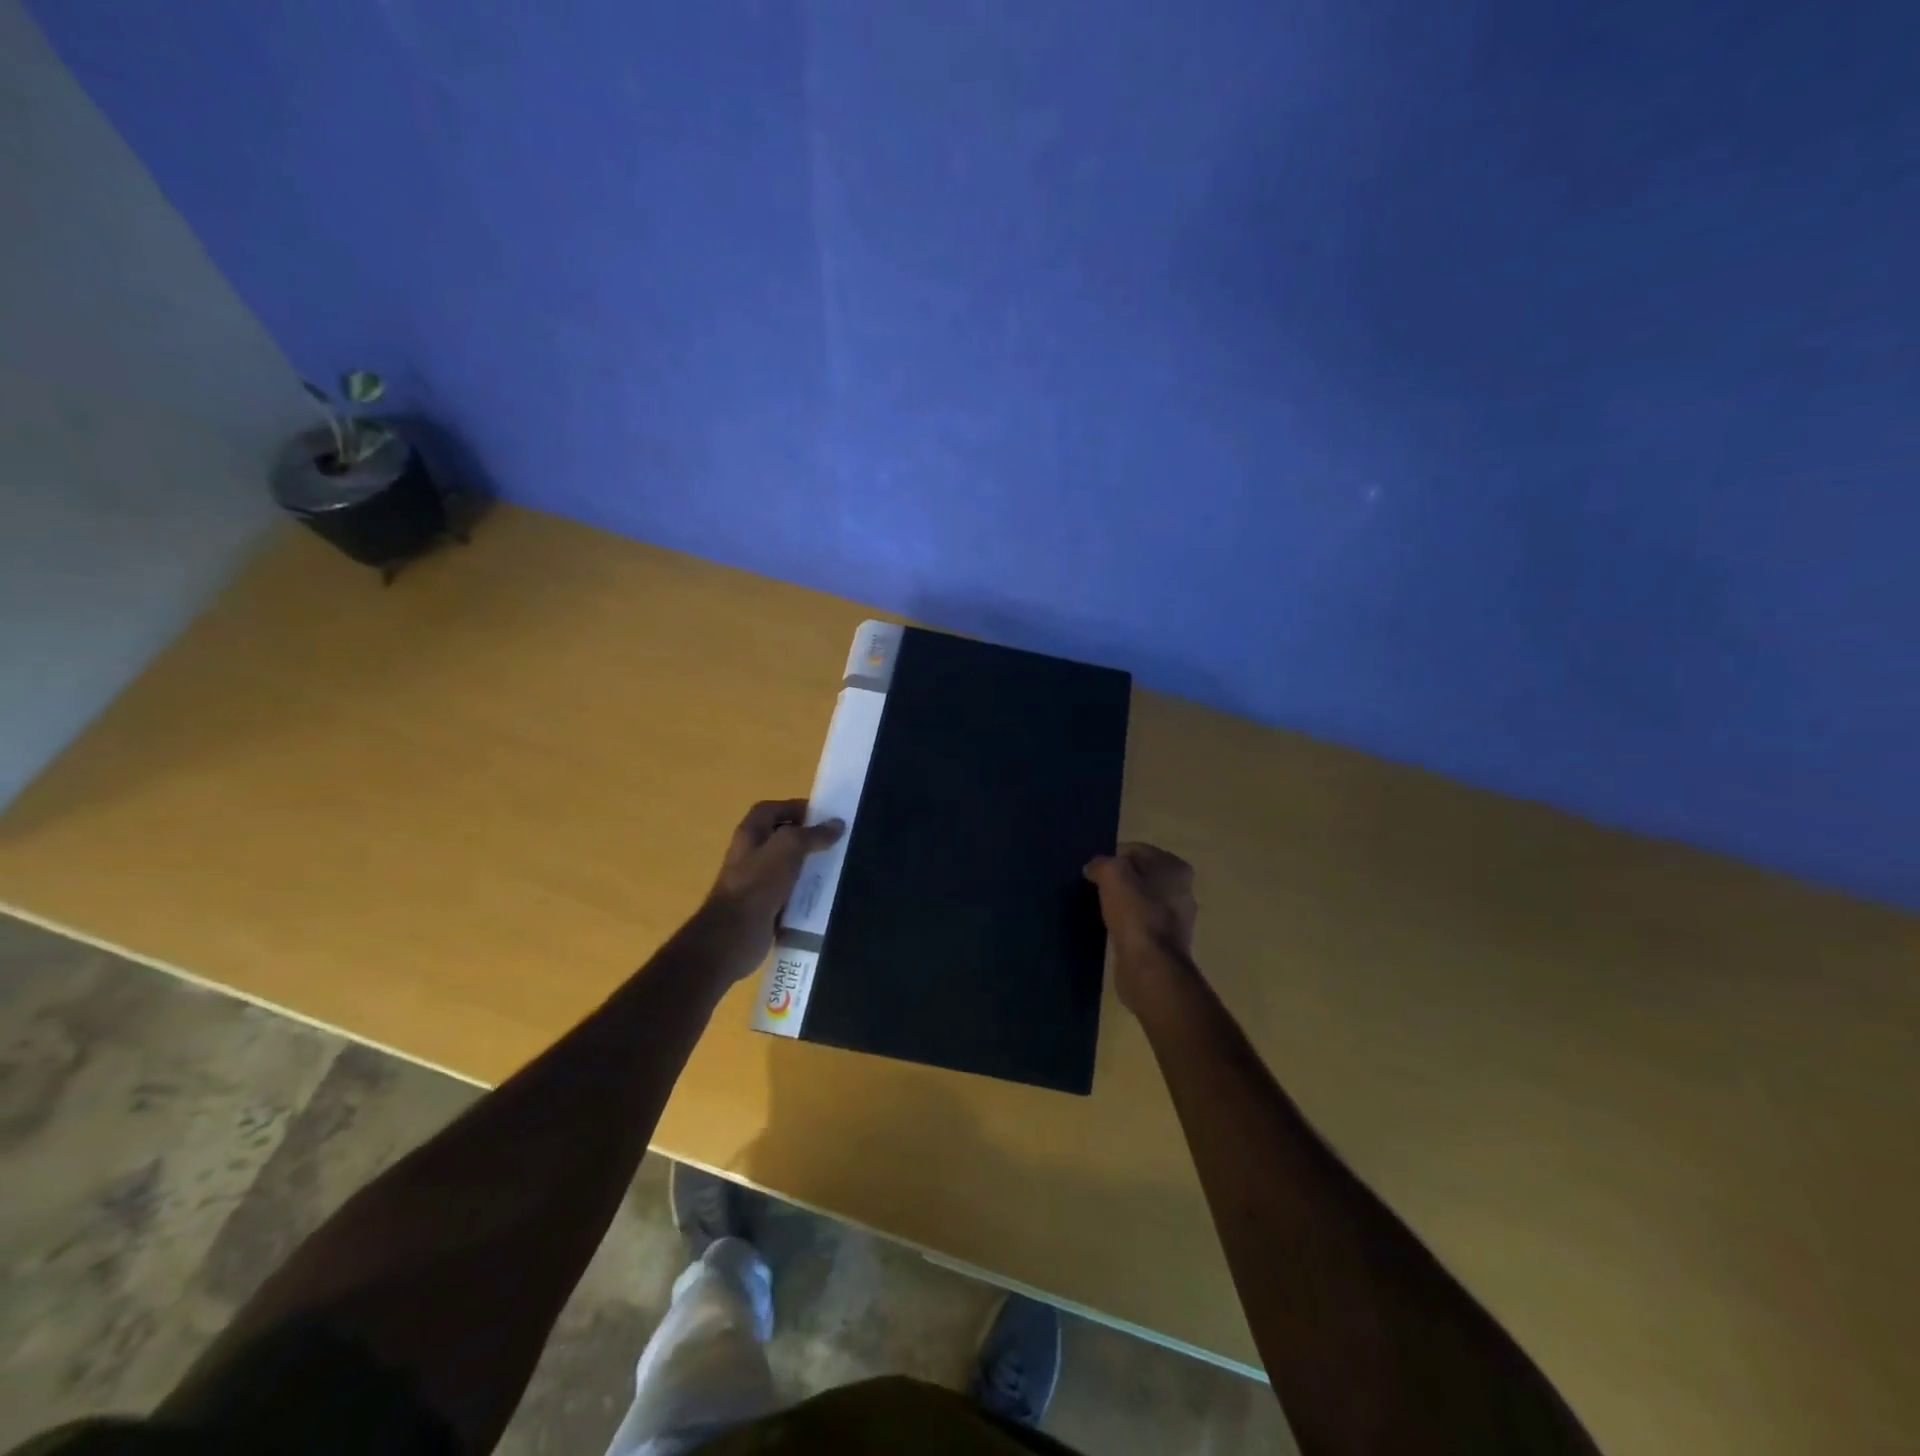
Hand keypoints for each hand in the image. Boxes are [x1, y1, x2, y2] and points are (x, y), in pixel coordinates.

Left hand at [697, 799, 843, 979]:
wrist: (735, 934)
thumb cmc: (758, 883)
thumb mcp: (788, 848)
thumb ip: (813, 834)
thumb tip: (837, 824)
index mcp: (750, 833)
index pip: (771, 809)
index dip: (794, 807)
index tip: (823, 815)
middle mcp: (750, 854)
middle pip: (780, 837)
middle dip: (806, 837)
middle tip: (835, 841)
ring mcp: (756, 881)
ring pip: (787, 865)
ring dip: (808, 864)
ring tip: (836, 866)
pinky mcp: (765, 905)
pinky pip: (789, 891)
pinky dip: (805, 890)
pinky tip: (825, 893)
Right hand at [1084, 843, 1198, 1010]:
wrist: (1150, 966)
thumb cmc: (1136, 913)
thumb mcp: (1112, 875)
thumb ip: (1102, 864)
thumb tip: (1094, 868)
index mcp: (1176, 868)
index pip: (1136, 851)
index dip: (1113, 857)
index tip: (1095, 872)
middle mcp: (1183, 891)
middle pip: (1141, 875)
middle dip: (1119, 880)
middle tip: (1096, 889)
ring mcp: (1178, 919)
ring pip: (1141, 900)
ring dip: (1123, 902)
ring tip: (1102, 909)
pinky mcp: (1166, 943)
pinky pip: (1141, 924)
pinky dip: (1127, 924)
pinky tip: (1112, 929)